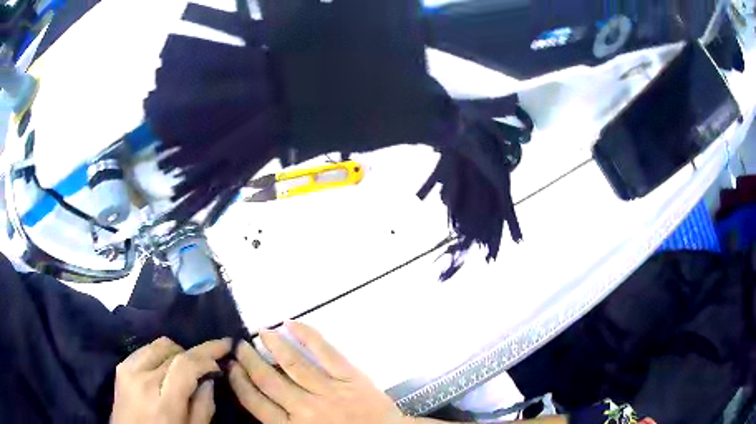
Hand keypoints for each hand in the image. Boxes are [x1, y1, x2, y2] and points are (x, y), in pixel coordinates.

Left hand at [111, 337, 231, 423]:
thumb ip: (204, 406)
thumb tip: (209, 378)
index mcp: (164, 403)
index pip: (186, 365)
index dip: (208, 352)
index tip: (225, 345)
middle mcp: (143, 380)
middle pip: (173, 351)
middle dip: (194, 354)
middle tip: (206, 366)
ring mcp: (128, 370)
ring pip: (159, 344)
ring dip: (177, 352)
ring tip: (184, 368)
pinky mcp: (121, 367)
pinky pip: (145, 349)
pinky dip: (160, 354)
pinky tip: (164, 369)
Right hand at [228, 321, 408, 423]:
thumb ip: (281, 422)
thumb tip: (258, 399)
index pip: (255, 402)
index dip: (238, 382)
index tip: (229, 367)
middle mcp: (305, 408)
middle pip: (267, 380)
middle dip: (248, 361)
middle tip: (237, 345)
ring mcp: (329, 391)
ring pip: (293, 364)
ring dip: (273, 345)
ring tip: (260, 332)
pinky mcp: (352, 378)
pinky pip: (326, 352)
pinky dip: (307, 336)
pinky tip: (291, 324)